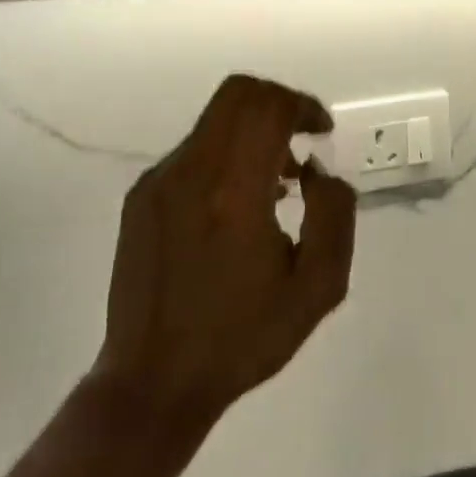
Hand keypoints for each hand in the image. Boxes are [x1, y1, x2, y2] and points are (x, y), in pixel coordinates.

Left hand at [91, 75, 357, 434]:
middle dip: (278, 103)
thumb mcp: (317, 289)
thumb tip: (318, 171)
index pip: (268, 106)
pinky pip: (193, 149)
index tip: (321, 132)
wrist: (153, 383)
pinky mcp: (141, 195)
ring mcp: (159, 180)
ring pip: (215, 119)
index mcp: (234, 192)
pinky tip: (236, 205)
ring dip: (252, 130)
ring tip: (277, 183)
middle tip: (301, 140)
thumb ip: (334, 215)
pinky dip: (225, 153)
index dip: (303, 105)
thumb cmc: (241, 339)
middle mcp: (191, 171)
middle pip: (238, 93)